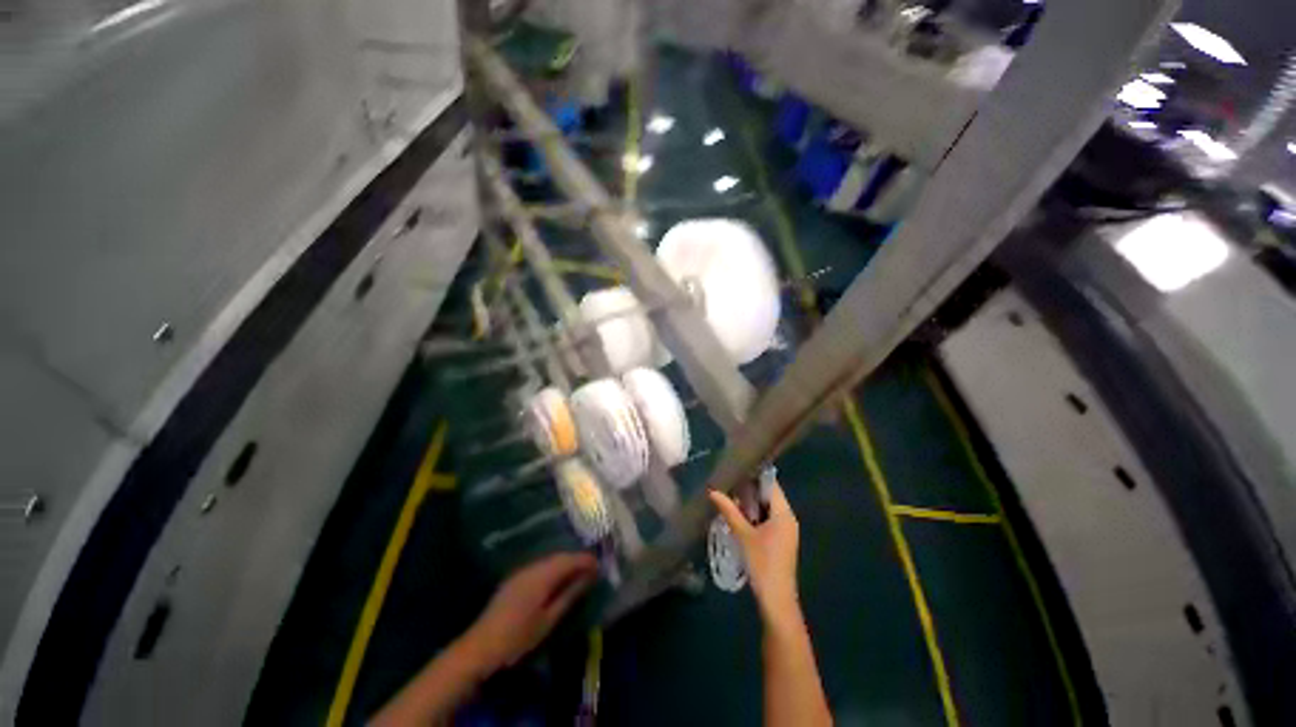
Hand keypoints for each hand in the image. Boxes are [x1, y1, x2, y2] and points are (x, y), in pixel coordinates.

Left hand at [462, 552, 598, 670]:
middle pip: (559, 557)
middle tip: (592, 569)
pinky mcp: (514, 579)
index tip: (600, 565)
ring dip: (565, 564)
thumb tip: (589, 577)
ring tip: (577, 574)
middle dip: (576, 560)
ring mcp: (521, 572)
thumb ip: (570, 595)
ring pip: (549, 561)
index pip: (569, 559)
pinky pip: (540, 567)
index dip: (586, 560)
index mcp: (542, 575)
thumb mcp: (549, 619)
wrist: (480, 647)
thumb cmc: (518, 637)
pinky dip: (553, 569)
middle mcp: (532, 567)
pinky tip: (557, 581)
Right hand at [709, 482, 800, 625]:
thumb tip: (712, 491)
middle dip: (749, 489)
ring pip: (767, 508)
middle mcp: (788, 518)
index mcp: (784, 513)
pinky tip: (738, 515)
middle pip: (769, 495)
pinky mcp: (781, 540)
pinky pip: (768, 519)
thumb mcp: (743, 535)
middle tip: (729, 482)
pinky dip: (754, 515)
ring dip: (750, 503)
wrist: (776, 599)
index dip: (755, 475)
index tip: (737, 467)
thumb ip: (729, 511)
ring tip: (730, 495)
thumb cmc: (762, 563)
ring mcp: (785, 530)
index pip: (771, 484)